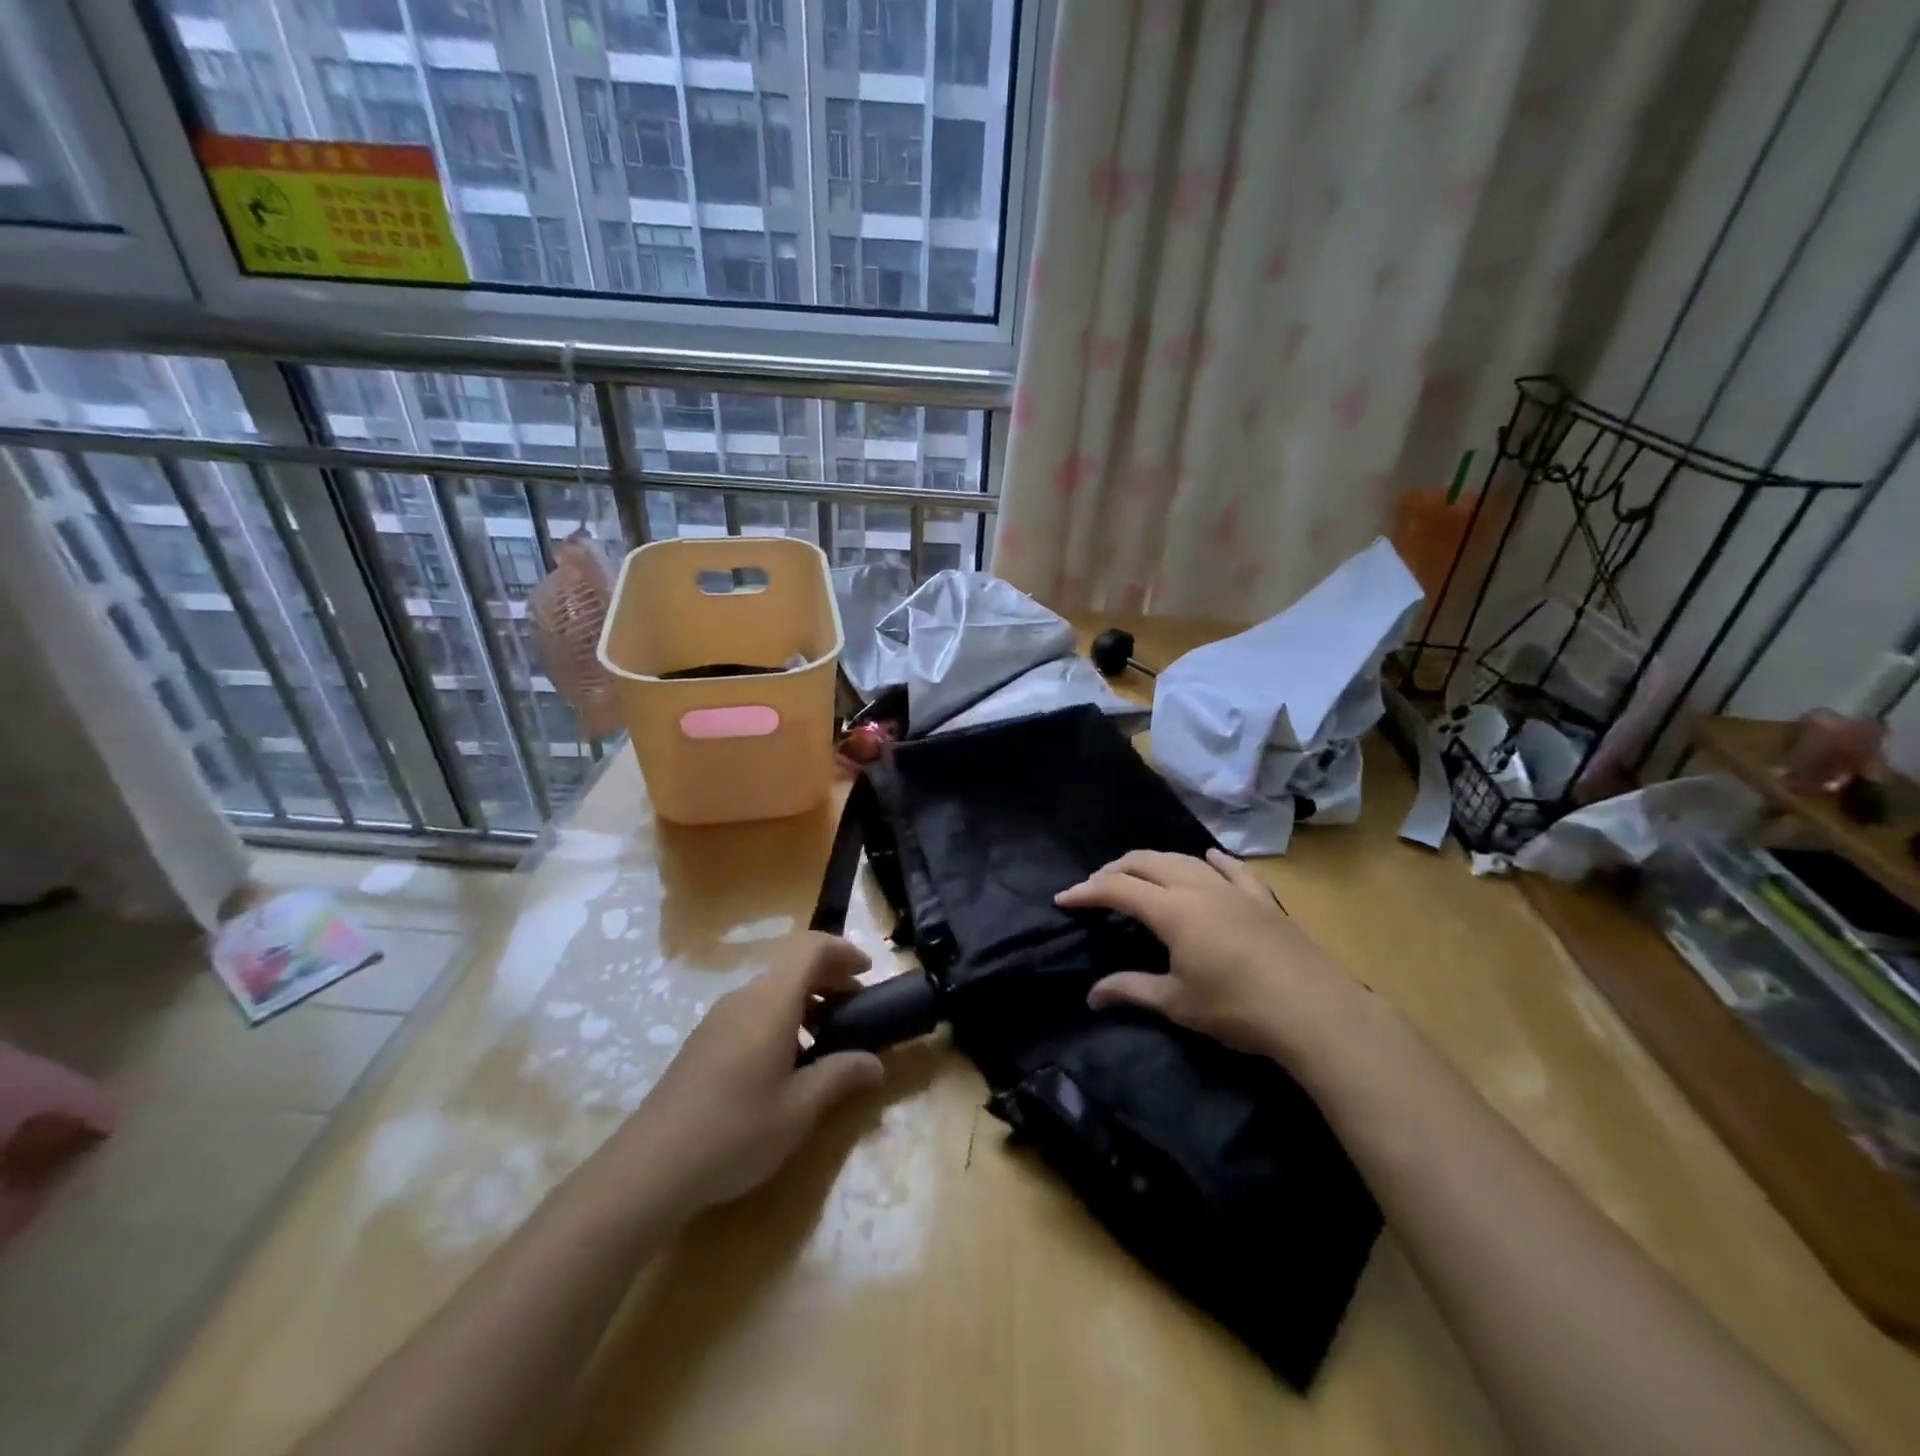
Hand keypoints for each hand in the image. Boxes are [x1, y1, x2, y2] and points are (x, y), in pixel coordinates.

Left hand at [617, 934, 884, 1216]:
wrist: (650, 1168)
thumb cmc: (736, 1131)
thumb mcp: (800, 1109)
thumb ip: (841, 1076)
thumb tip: (875, 1063)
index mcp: (771, 1002)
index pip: (810, 948)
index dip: (843, 952)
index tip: (867, 974)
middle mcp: (744, 998)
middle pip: (792, 967)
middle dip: (829, 980)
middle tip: (855, 1012)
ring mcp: (718, 1019)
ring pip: (772, 991)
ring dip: (805, 1002)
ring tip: (825, 1043)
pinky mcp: (703, 1042)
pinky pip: (752, 1012)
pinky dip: (781, 1020)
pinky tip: (785, 1065)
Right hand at [1055, 849, 1368, 1065]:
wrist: (1315, 1011)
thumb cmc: (1238, 1008)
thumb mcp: (1177, 1003)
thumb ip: (1131, 990)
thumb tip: (1092, 995)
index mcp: (1172, 911)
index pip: (1118, 889)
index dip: (1087, 891)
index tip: (1064, 898)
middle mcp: (1198, 887)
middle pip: (1147, 862)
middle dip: (1115, 869)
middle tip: (1095, 885)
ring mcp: (1233, 889)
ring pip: (1185, 859)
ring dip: (1155, 861)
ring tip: (1139, 873)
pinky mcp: (1262, 899)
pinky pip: (1232, 869)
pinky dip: (1212, 860)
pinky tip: (1208, 857)